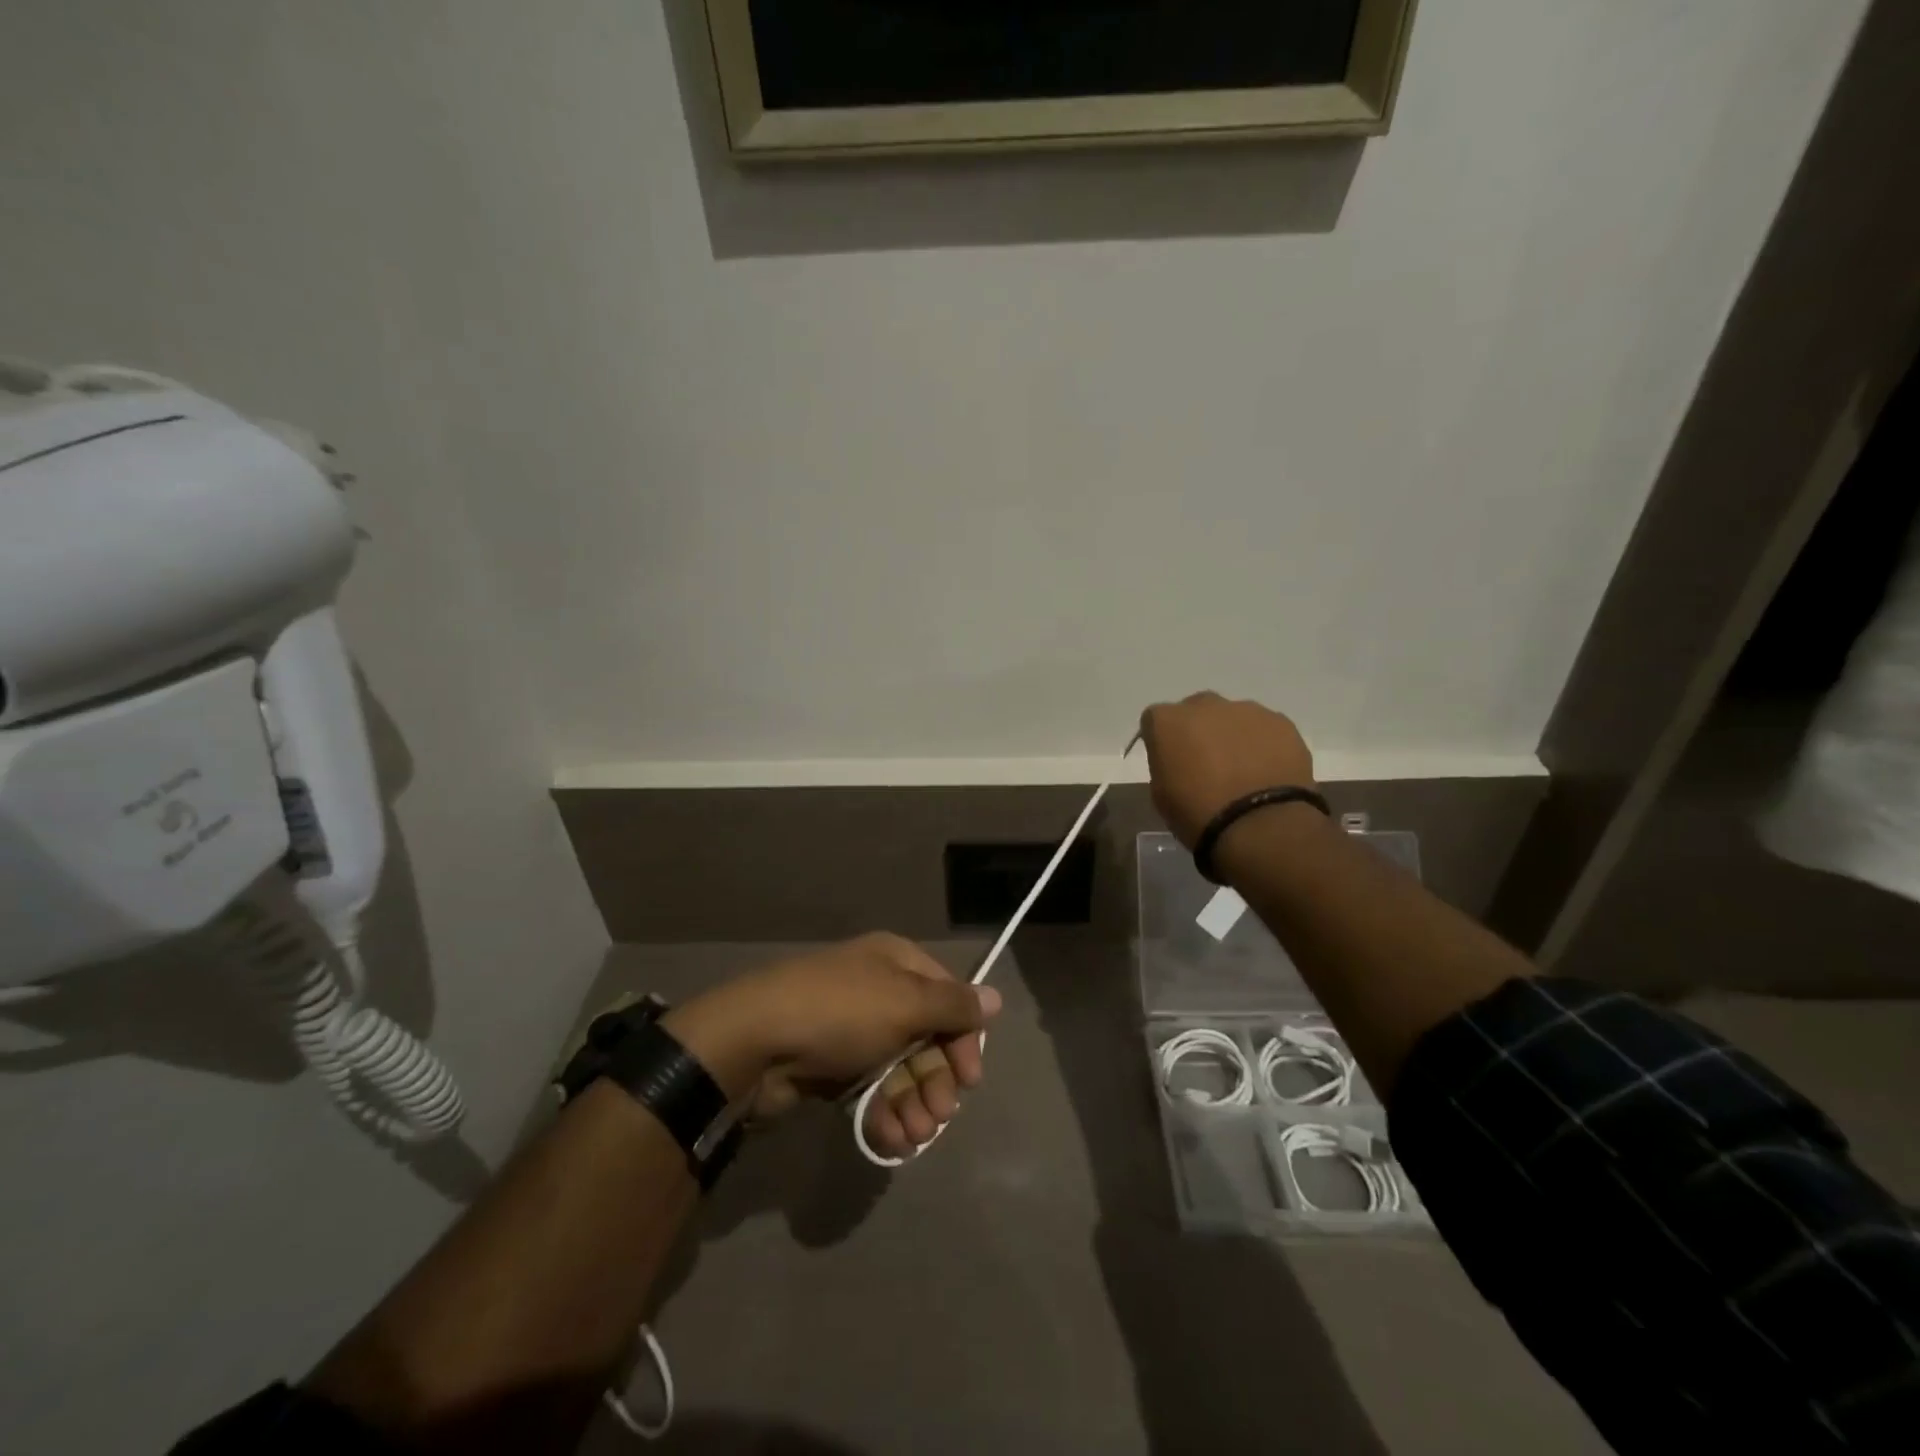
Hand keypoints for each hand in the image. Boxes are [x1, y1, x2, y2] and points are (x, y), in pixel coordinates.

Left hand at [663, 934, 1001, 1159]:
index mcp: (896, 964)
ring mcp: (853, 1031)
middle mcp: (878, 992)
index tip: (970, 1078)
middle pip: (926, 1038)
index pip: (947, 998)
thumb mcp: (904, 1003)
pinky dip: (885, 1115)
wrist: (754, 1042)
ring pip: (899, 1070)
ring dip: (914, 1105)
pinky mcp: (831, 1068)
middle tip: (939, 1116)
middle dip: (936, 1080)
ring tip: (914, 1136)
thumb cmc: (841, 1012)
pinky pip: (871, 1090)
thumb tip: (994, 997)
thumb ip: (953, 1005)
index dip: (963, 1037)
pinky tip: (891, 1140)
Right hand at [1139, 692, 1316, 847]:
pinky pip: (1264, 729)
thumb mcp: (1161, 794)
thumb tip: (1180, 762)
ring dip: (1232, 736)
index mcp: (1167, 721)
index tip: (1170, 762)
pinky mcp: (1281, 722)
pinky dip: (1263, 744)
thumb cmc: (1199, 813)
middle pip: (1196, 710)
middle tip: (1206, 763)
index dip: (1163, 741)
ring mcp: (1246, 710)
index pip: (1155, 720)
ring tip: (1243, 770)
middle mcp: (1204, 705)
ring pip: (1233, 717)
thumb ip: (1166, 765)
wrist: (1260, 825)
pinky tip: (1267, 771)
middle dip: (1198, 730)